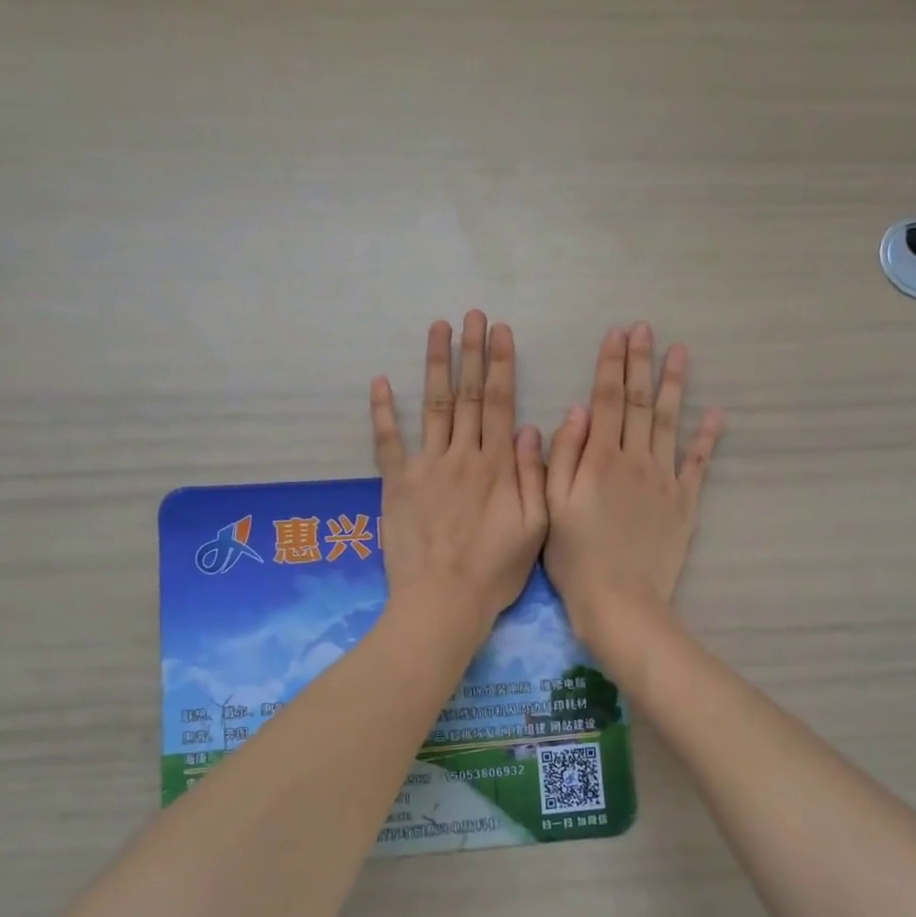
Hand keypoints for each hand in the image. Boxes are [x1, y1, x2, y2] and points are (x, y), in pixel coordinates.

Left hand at [372, 312, 548, 632]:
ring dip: (436, 365)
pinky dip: (384, 412)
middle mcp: (463, 455)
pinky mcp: (397, 484)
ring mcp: (427, 466)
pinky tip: (380, 382)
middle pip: (469, 395)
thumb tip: (533, 428)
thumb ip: (534, 475)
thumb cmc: (495, 570)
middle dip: (471, 351)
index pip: (501, 403)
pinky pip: (388, 442)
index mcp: (498, 465)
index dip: (501, 364)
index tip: (500, 331)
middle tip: (471, 315)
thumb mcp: (535, 527)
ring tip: (437, 329)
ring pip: (434, 406)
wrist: (443, 601)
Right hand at [545, 322, 723, 651]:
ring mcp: (664, 479)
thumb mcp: (552, 506)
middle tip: (646, 329)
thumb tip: (576, 411)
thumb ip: (563, 456)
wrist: (620, 600)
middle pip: (639, 402)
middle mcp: (635, 459)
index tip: (616, 333)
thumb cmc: (575, 556)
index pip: (605, 400)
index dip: (610, 365)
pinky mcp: (685, 502)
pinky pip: (699, 463)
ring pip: (670, 422)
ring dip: (674, 385)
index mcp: (599, 459)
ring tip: (680, 352)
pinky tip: (716, 413)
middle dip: (640, 363)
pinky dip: (707, 437)